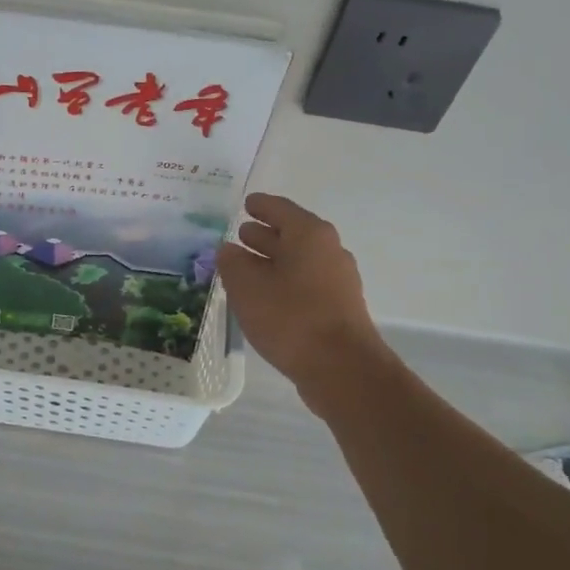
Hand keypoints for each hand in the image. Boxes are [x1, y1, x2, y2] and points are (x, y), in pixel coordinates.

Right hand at [216, 193, 389, 388]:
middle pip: (292, 234)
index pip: (280, 209)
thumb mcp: (247, 287)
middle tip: (240, 234)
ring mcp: (337, 280)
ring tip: (245, 266)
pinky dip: (283, 281)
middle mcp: (328, 250)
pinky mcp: (338, 307)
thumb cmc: (290, 317)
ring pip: (298, 260)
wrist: (341, 367)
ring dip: (273, 260)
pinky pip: (305, 283)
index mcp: (309, 234)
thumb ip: (232, 263)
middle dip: (264, 234)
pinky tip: (265, 296)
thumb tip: (228, 250)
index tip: (245, 203)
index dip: (260, 205)